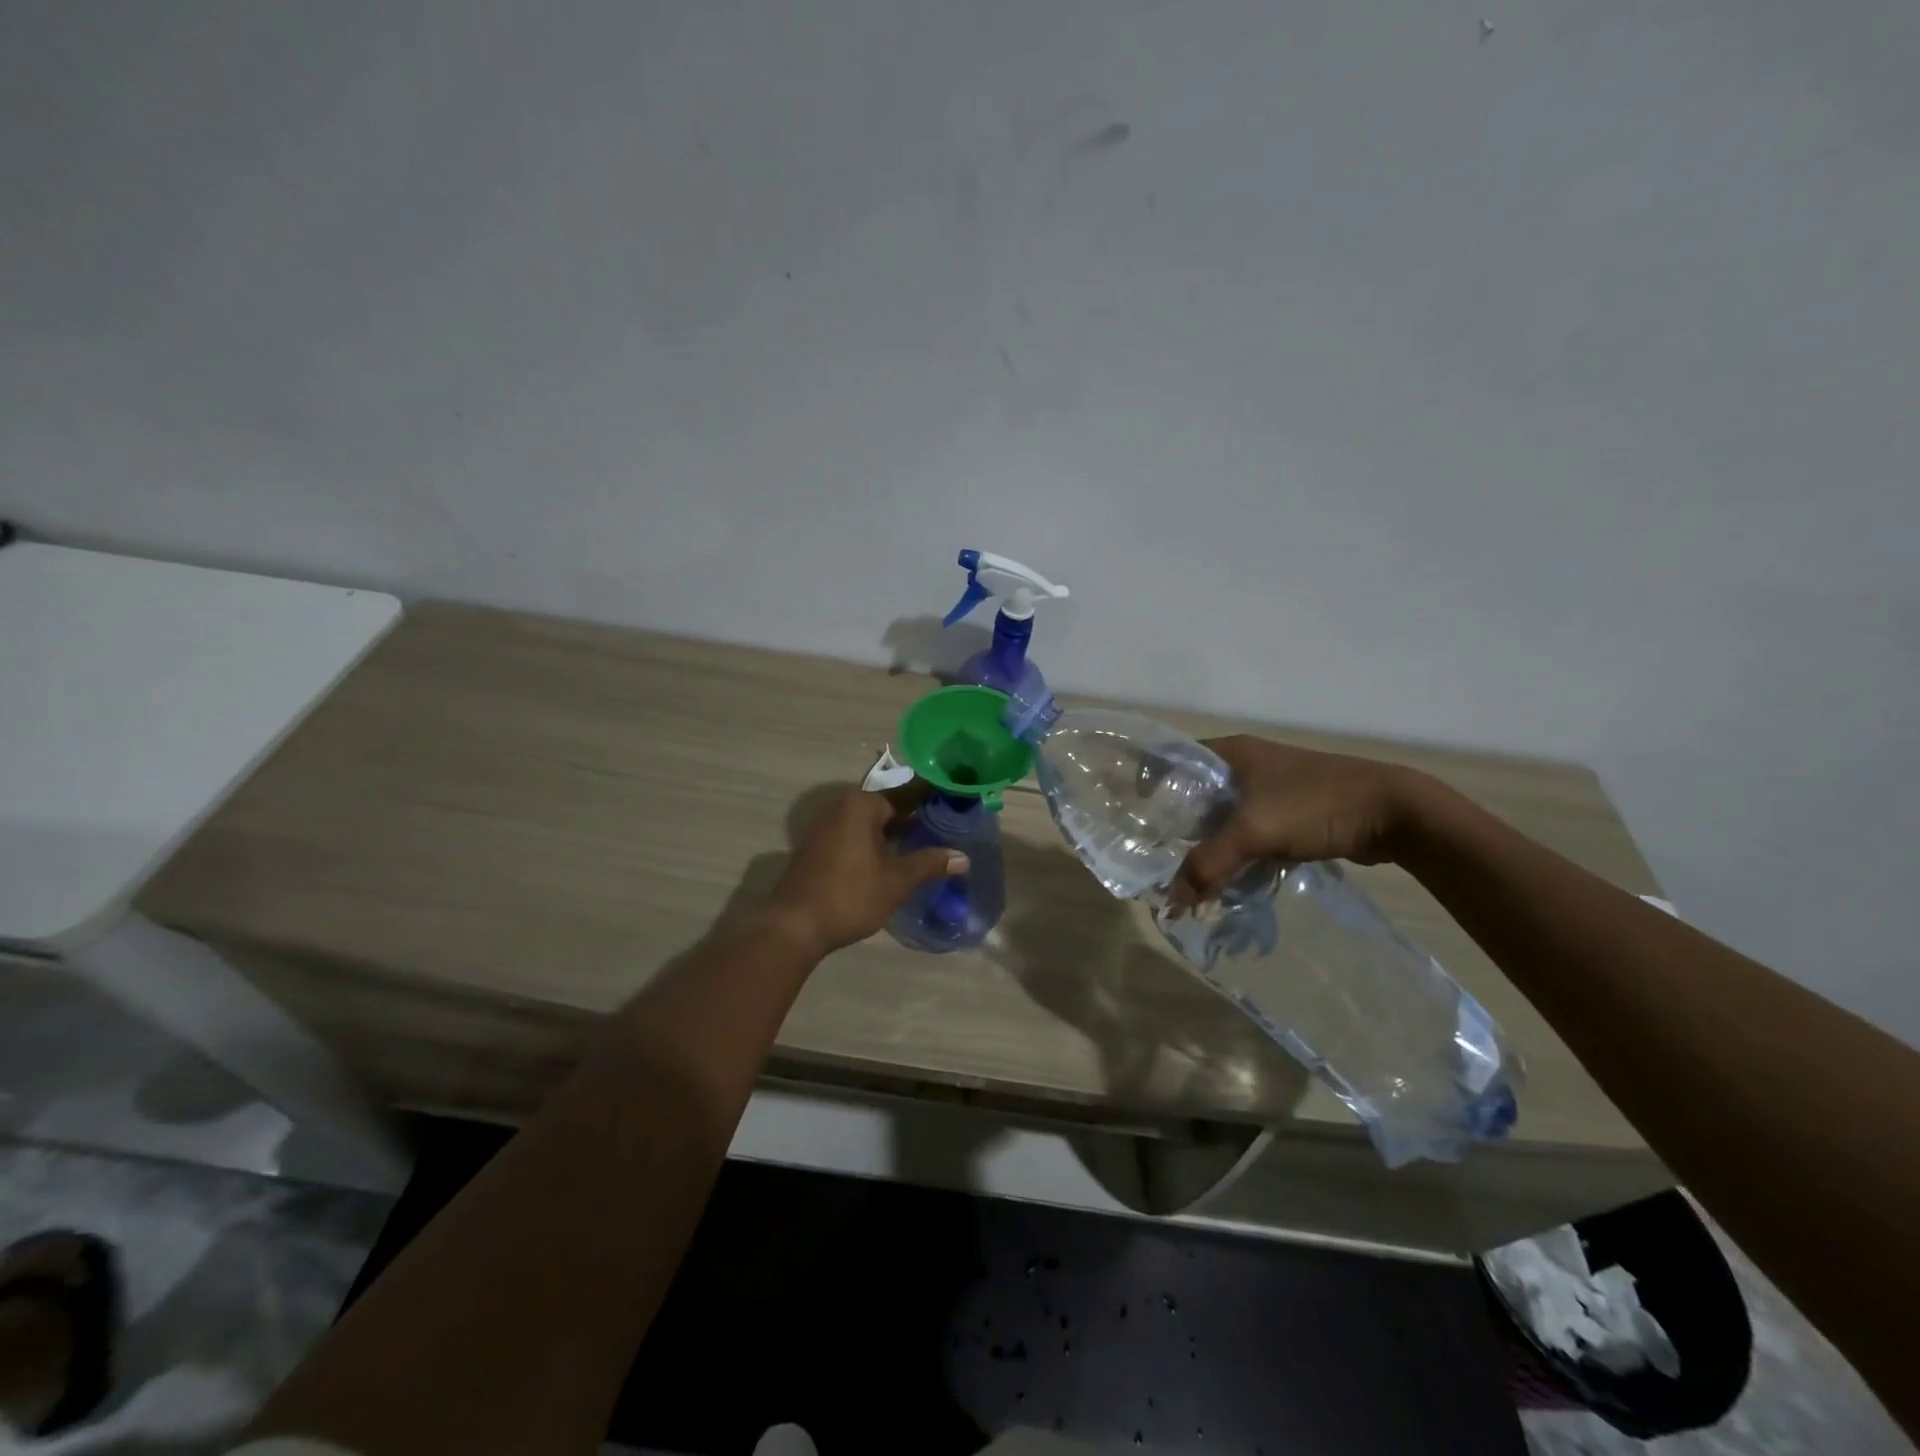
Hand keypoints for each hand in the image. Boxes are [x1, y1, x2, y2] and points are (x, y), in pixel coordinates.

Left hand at [763, 788, 968, 956]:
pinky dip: (875, 842)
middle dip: (913, 817)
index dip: (931, 798)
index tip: (953, 802)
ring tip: (925, 842)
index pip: (905, 793)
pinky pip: (855, 835)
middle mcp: (841, 807)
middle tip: (945, 826)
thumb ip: (929, 863)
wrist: (795, 925)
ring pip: (870, 823)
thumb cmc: (850, 895)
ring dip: (894, 832)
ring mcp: (826, 827)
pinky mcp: (818, 847)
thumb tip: (963, 858)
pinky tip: (893, 859)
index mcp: (861, 805)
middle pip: (886, 806)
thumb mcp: (897, 881)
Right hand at [1170, 736, 1423, 907]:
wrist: (1394, 812)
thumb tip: (1171, 902)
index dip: (1152, 783)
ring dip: (1209, 841)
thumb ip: (1209, 864)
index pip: (1175, 760)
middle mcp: (1247, 763)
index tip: (1135, 815)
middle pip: (1197, 792)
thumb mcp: (1255, 832)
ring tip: (1188, 871)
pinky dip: (1236, 848)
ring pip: (1224, 814)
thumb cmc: (1315, 805)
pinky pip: (1249, 828)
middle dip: (1178, 823)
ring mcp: (1271, 786)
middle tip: (1157, 853)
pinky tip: (1229, 874)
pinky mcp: (1290, 810)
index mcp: (1232, 752)